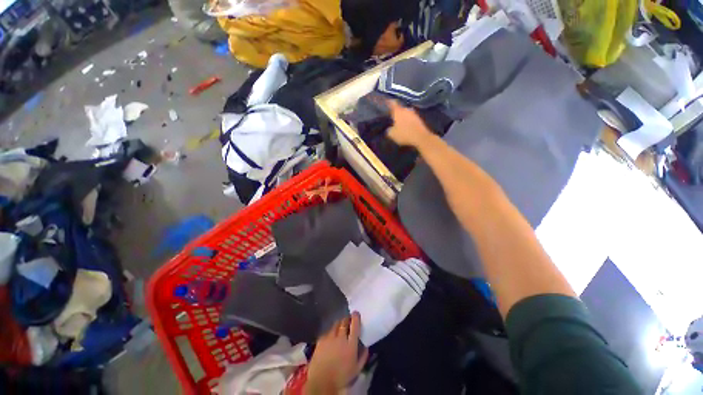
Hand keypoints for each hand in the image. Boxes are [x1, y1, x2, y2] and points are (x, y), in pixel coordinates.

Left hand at [304, 312, 368, 393]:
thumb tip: (366, 346)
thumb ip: (363, 356)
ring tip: (340, 327)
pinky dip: (331, 332)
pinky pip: (328, 331)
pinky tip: (331, 337)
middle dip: (347, 319)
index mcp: (351, 344)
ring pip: (335, 324)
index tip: (356, 313)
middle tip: (349, 321)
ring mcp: (329, 337)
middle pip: (344, 321)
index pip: (354, 325)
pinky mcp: (321, 339)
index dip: (356, 317)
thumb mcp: (357, 369)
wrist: (321, 382)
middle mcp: (340, 337)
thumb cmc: (341, 377)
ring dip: (339, 324)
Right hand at [386, 100, 432, 147]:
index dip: (388, 102)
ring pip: (405, 113)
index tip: (385, 102)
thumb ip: (388, 130)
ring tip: (398, 121)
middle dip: (395, 111)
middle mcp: (406, 109)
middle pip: (399, 108)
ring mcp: (414, 113)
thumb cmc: (404, 134)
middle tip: (391, 115)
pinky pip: (410, 118)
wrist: (421, 137)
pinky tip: (405, 125)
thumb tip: (388, 128)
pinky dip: (407, 120)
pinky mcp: (419, 119)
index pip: (392, 103)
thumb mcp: (392, 134)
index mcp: (398, 111)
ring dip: (402, 116)